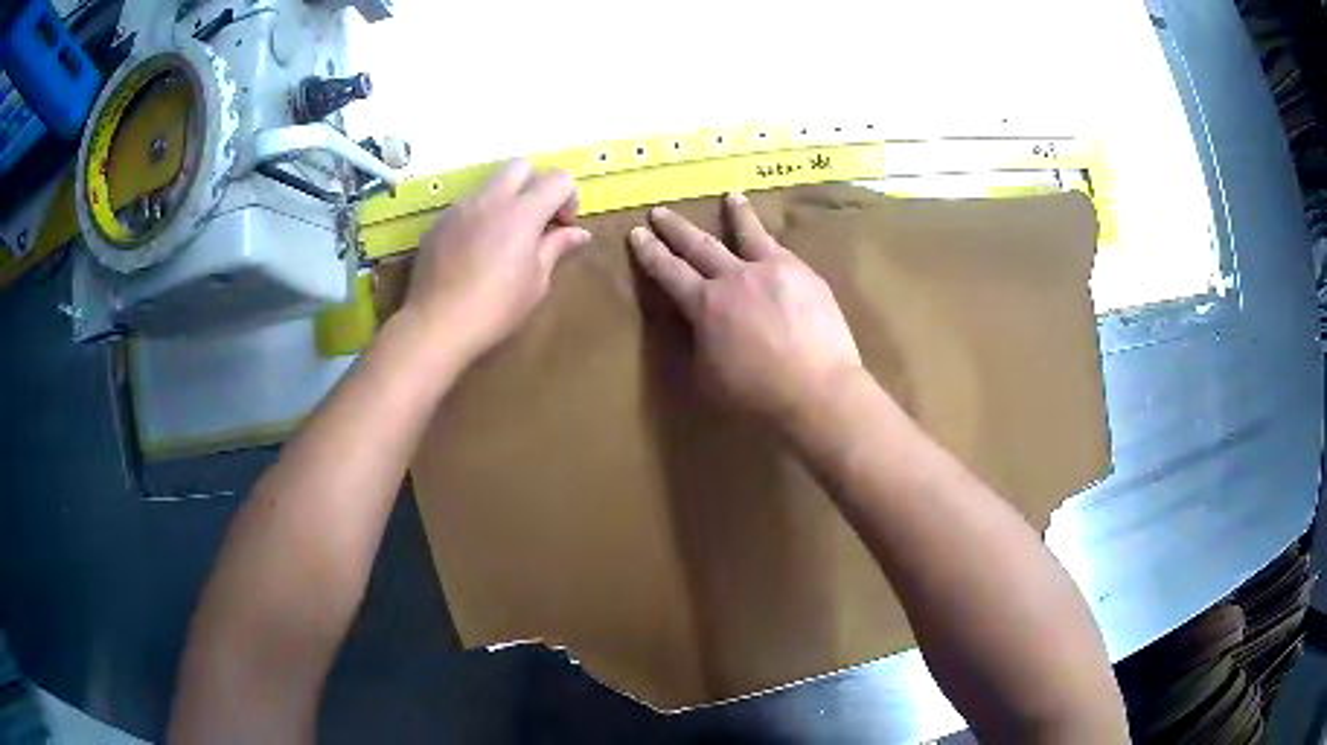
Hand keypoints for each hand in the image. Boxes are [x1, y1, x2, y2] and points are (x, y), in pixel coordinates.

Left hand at [402, 159, 590, 362]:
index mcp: (522, 212)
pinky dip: (480, 217)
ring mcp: (460, 208)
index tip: (563, 228)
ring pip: (490, 184)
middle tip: (536, 220)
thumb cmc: (495, 308)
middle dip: (535, 185)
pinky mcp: (438, 223)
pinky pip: (467, 206)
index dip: (568, 198)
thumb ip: (556, 248)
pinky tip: (475, 253)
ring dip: (506, 200)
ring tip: (503, 239)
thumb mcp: (536, 282)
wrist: (436, 324)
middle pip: (521, 165)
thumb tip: (578, 233)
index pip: (558, 178)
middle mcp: (490, 199)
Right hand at [629, 193, 863, 424]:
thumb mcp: (709, 376)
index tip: (637, 233)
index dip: (650, 253)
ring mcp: (772, 270)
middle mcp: (734, 277)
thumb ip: (700, 342)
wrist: (818, 390)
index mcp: (705, 305)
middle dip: (676, 228)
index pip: (669, 272)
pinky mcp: (804, 274)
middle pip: (699, 245)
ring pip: (748, 233)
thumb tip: (700, 325)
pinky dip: (769, 240)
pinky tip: (771, 238)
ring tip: (731, 197)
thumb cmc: (758, 395)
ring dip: (736, 213)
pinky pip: (780, 249)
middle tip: (660, 211)